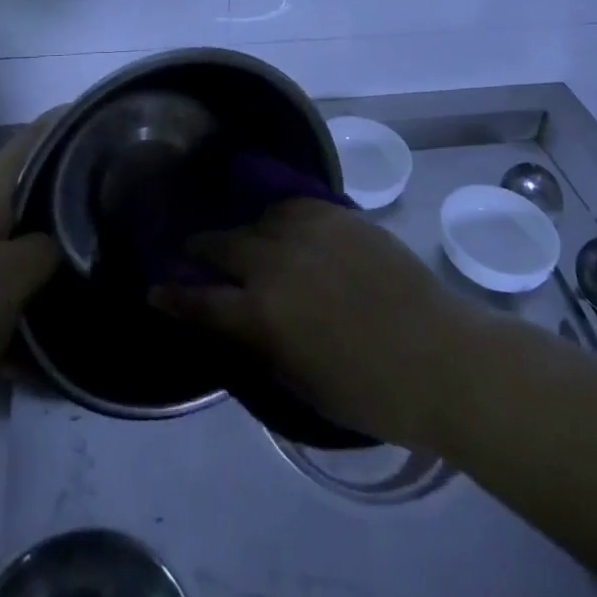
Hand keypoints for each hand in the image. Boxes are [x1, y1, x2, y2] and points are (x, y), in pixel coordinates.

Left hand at [0, 114, 60, 436]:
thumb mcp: (16, 280)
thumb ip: (47, 248)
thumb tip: (53, 237)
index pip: (30, 142)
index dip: (61, 127)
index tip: (94, 127)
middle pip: (15, 193)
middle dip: (50, 210)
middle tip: (89, 230)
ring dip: (23, 263)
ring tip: (53, 298)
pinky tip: (11, 339)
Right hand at [153, 199, 480, 448]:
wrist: (441, 356)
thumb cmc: (372, 392)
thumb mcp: (301, 384)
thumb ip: (262, 346)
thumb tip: (239, 322)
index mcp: (263, 315)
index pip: (202, 302)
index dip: (174, 295)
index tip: (155, 287)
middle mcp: (276, 263)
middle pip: (223, 246)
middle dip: (202, 249)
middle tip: (193, 249)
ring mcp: (307, 231)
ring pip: (258, 219)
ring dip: (246, 230)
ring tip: (247, 237)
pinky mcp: (337, 214)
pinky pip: (295, 205)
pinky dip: (281, 215)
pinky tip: (284, 221)